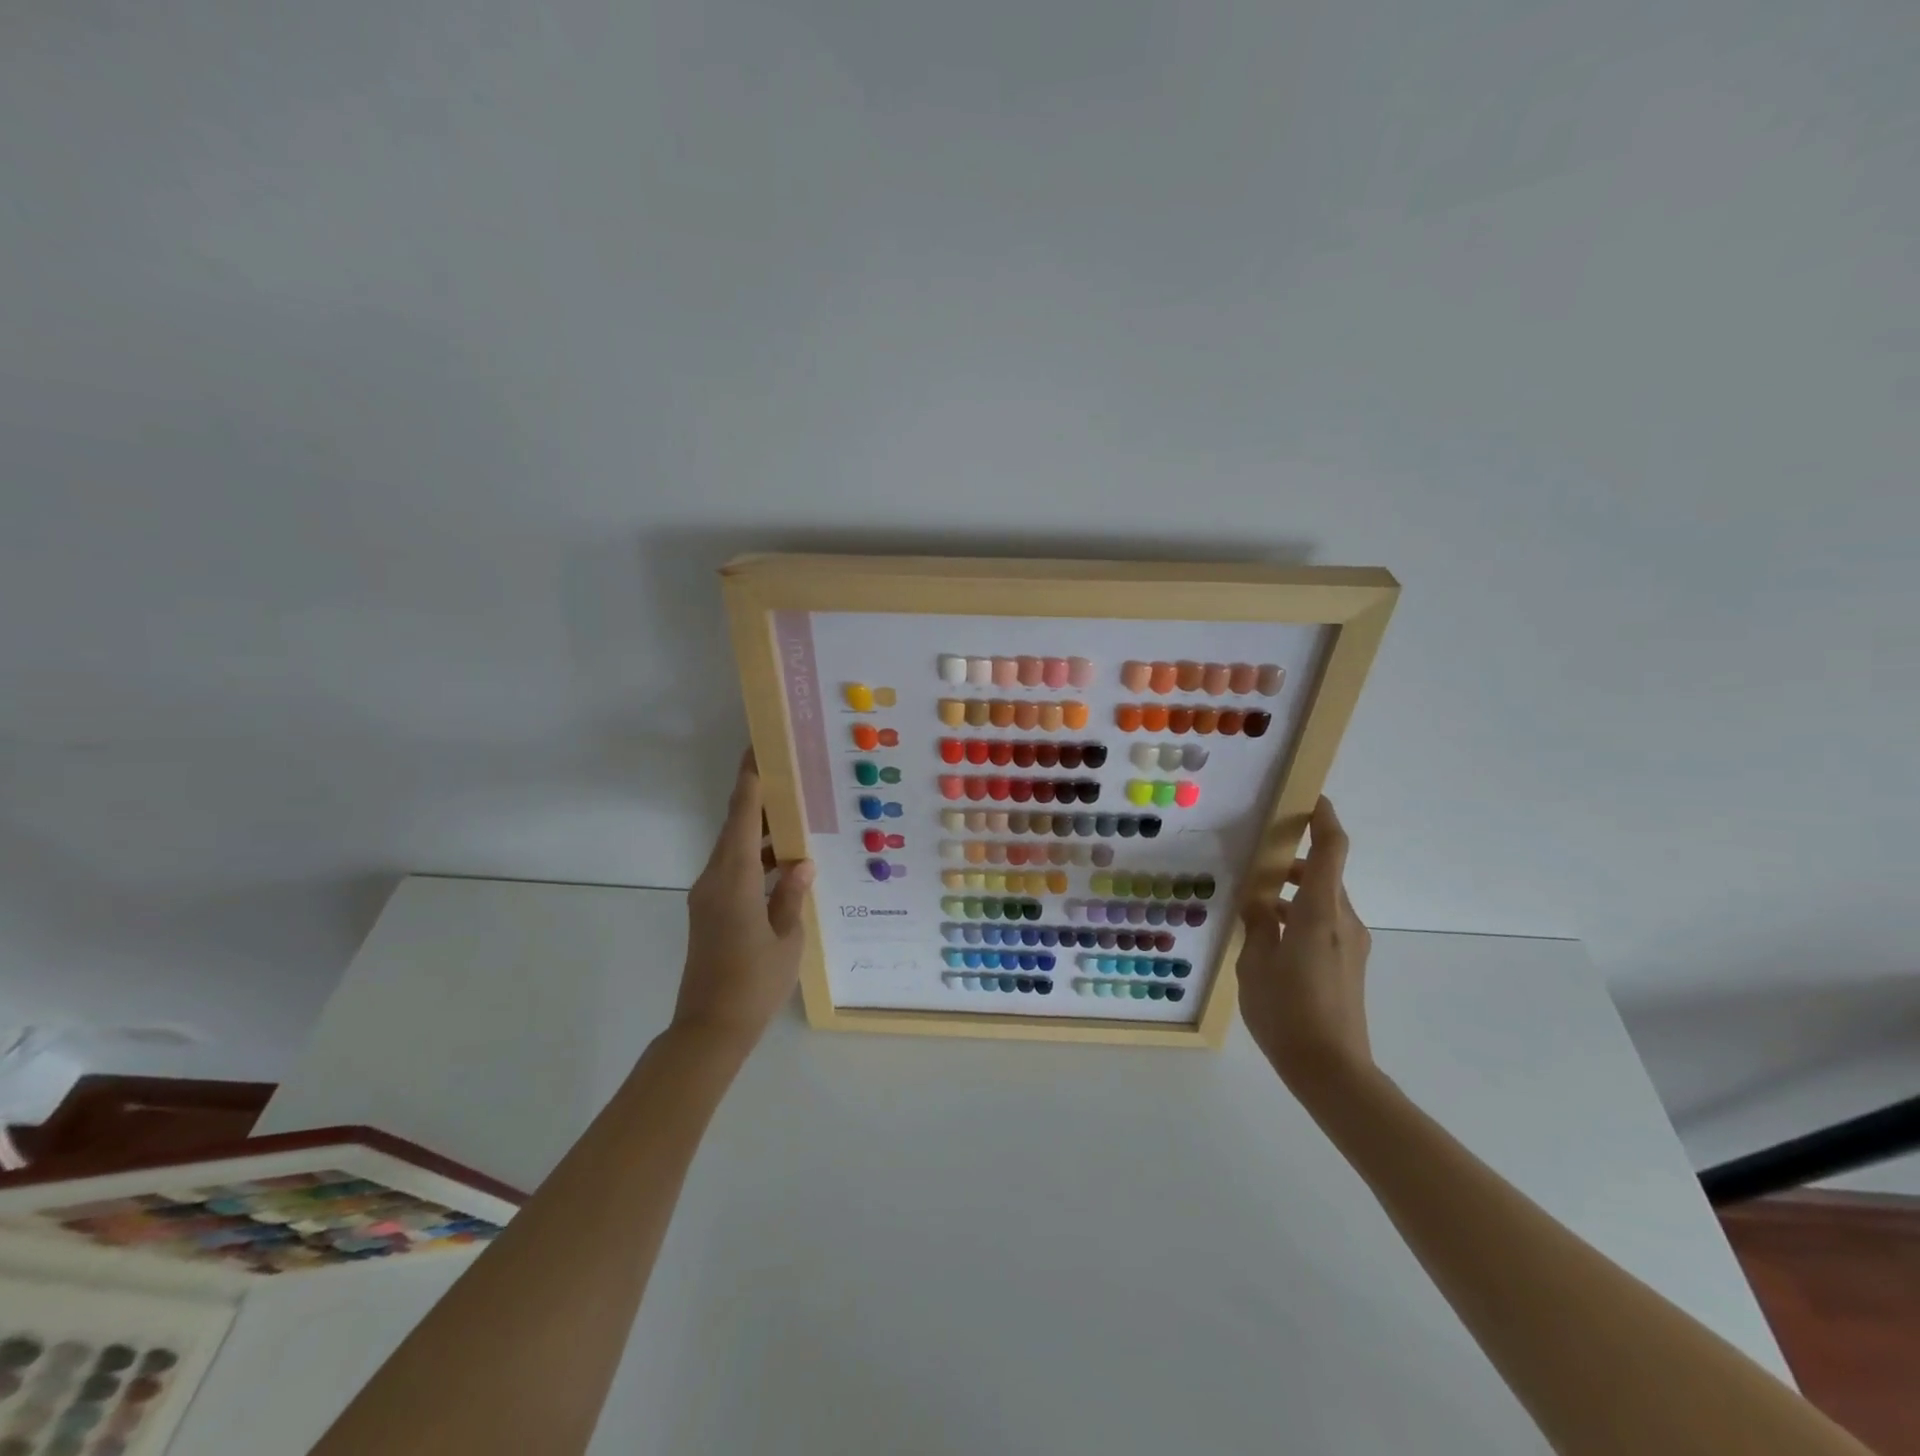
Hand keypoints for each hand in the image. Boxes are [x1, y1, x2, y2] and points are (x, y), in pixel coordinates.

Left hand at [675, 750, 814, 1047]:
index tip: (759, 748)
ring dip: (760, 832)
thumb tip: (801, 862)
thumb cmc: (753, 983)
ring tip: (796, 816)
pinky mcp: (710, 912)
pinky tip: (784, 864)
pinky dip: (756, 859)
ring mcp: (708, 897)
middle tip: (789, 775)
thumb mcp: (786, 939)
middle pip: (735, 827)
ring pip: (734, 850)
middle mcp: (714, 879)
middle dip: (758, 799)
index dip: (750, 781)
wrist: (709, 1030)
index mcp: (733, 879)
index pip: (742, 817)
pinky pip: (733, 871)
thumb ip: (792, 895)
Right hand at [1238, 796, 1374, 1097]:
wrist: (1333, 1071)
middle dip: (1292, 862)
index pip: (1330, 851)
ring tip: (1254, 907)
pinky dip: (1300, 917)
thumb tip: (1258, 902)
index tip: (1311, 799)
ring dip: (1293, 894)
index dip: (1324, 820)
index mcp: (1318, 913)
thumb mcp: (1255, 965)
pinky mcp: (1350, 964)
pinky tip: (1270, 940)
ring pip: (1322, 901)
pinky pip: (1324, 924)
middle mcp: (1342, 921)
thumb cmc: (1287, 1013)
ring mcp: (1351, 944)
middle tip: (1255, 861)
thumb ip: (1257, 925)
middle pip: (1323, 875)